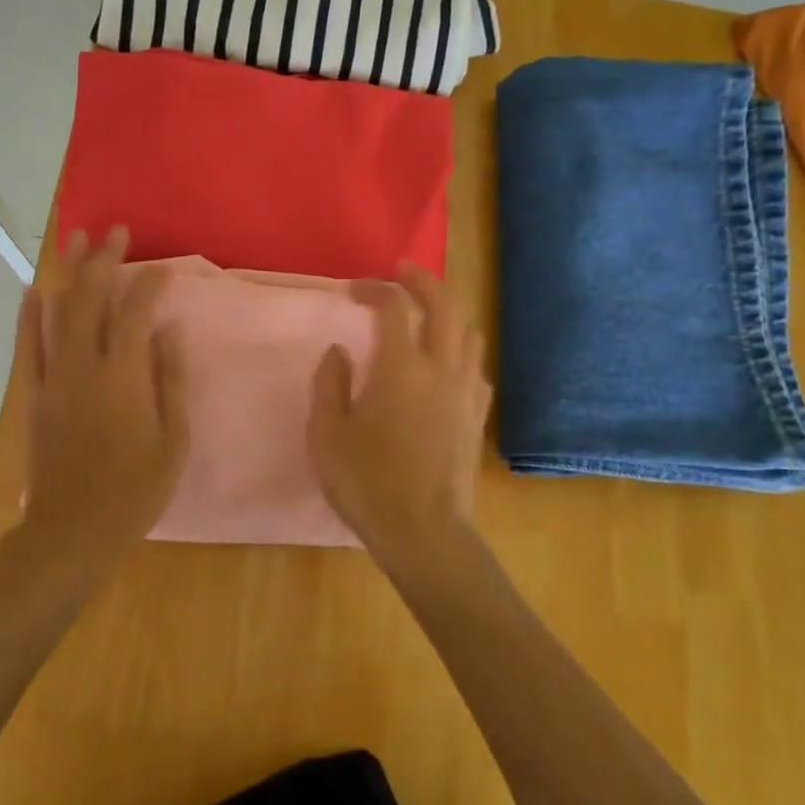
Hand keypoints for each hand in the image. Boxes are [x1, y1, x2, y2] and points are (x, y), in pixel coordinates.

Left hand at [15, 227, 188, 567]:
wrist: (73, 529)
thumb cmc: (135, 490)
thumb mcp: (173, 439)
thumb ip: (170, 380)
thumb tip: (169, 331)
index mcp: (126, 376)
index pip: (136, 313)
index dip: (149, 284)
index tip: (161, 268)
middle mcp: (86, 365)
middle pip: (92, 298)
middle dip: (103, 260)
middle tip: (114, 231)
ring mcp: (54, 377)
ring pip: (57, 312)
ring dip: (67, 273)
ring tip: (74, 239)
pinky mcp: (32, 394)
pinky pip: (28, 345)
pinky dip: (29, 314)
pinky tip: (34, 289)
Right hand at [307, 265, 491, 577]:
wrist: (423, 531)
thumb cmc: (366, 482)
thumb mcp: (326, 434)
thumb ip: (329, 384)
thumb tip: (339, 351)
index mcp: (400, 368)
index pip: (394, 306)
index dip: (375, 288)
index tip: (354, 290)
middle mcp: (441, 368)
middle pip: (445, 304)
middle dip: (424, 280)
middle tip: (403, 272)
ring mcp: (466, 391)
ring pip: (469, 332)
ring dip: (448, 311)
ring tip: (426, 313)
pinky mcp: (477, 416)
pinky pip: (476, 366)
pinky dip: (460, 350)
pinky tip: (445, 364)